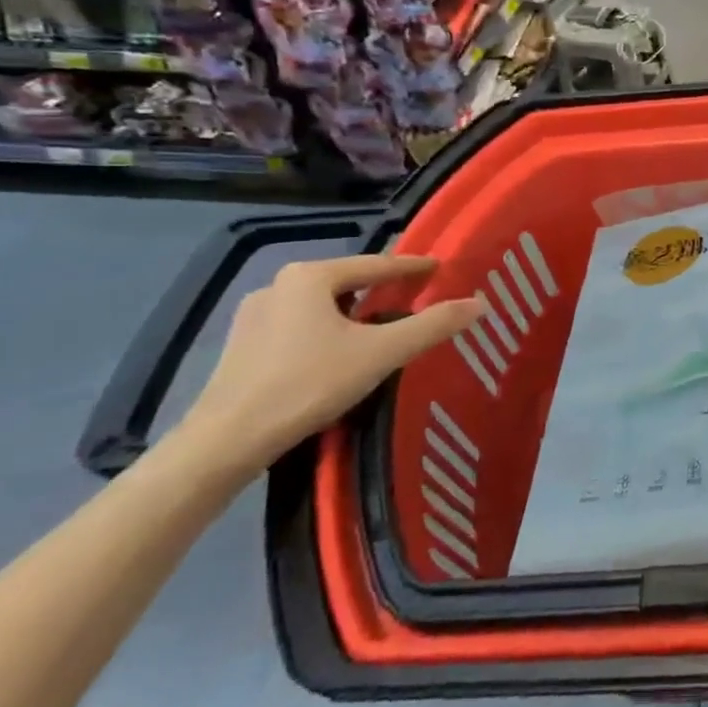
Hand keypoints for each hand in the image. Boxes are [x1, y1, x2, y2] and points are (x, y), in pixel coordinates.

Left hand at [176, 256, 485, 477]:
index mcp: (310, 276)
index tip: (440, 269)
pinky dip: (327, 332)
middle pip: (347, 283)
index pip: (376, 264)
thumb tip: (480, 303)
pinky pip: (300, 326)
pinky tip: (339, 354)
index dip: (413, 267)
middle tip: (416, 301)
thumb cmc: (308, 384)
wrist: (226, 442)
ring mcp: (254, 316)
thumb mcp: (382, 353)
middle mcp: (278, 285)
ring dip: (352, 313)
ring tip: (381, 330)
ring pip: (321, 306)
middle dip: (381, 291)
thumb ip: (433, 325)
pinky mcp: (242, 346)